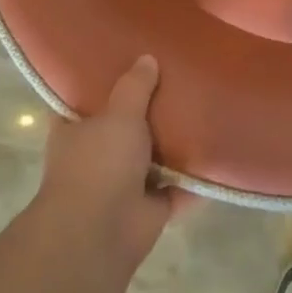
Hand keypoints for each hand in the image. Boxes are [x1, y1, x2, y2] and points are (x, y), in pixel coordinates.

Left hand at [34, 55, 186, 273]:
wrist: (99, 234)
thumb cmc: (98, 165)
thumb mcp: (119, 115)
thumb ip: (135, 87)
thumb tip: (146, 58)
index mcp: (74, 132)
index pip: (82, 101)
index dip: (100, 84)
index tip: (124, 62)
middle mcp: (95, 158)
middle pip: (123, 128)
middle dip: (147, 113)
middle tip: (177, 81)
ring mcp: (122, 185)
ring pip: (152, 158)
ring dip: (172, 146)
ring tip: (203, 111)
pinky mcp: (149, 209)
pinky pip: (177, 188)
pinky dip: (193, 179)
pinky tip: (217, 154)